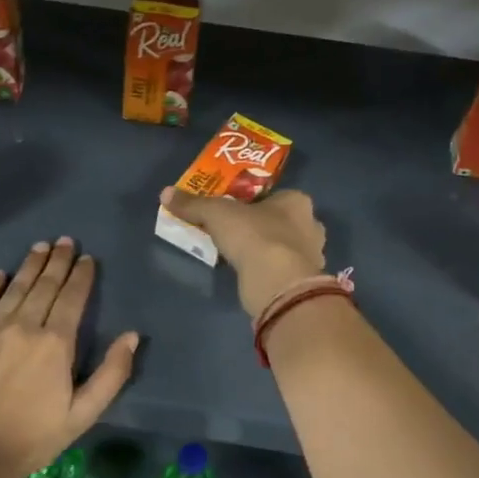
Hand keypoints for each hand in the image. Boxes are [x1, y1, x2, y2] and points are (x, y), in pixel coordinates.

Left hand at [0, 237, 139, 477]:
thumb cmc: (36, 437)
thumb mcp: (84, 413)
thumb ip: (112, 373)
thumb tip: (132, 336)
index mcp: (56, 343)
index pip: (72, 298)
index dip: (82, 276)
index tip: (87, 259)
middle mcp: (24, 326)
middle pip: (45, 285)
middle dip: (58, 261)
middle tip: (66, 242)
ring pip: (15, 287)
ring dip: (30, 265)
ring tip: (41, 247)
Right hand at [159, 186, 326, 318]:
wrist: (278, 284)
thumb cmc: (254, 236)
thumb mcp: (216, 214)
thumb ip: (193, 204)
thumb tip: (166, 193)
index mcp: (297, 201)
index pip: (277, 196)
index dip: (255, 203)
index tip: (235, 212)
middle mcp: (311, 226)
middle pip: (283, 222)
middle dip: (262, 228)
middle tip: (236, 234)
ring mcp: (312, 257)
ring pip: (286, 249)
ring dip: (267, 252)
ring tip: (240, 257)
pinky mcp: (305, 284)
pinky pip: (283, 272)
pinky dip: (270, 273)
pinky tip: (251, 277)